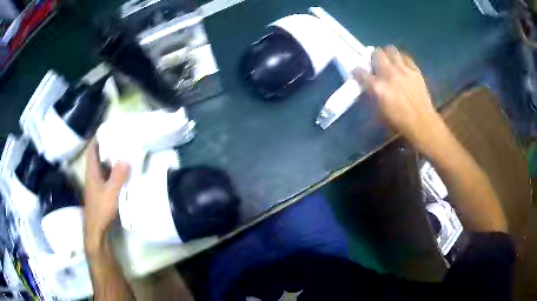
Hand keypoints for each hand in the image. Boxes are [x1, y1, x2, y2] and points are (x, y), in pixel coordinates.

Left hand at [84, 140, 129, 252]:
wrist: (97, 230)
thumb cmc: (101, 210)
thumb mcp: (111, 193)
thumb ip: (118, 176)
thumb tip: (126, 158)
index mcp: (92, 173)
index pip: (91, 151)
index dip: (96, 139)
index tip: (105, 130)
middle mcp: (92, 176)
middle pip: (97, 157)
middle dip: (105, 147)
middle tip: (118, 139)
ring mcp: (96, 185)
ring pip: (102, 167)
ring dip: (109, 159)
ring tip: (122, 152)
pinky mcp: (101, 193)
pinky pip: (106, 177)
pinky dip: (112, 172)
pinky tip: (121, 173)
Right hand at [353, 46, 443, 151]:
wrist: (422, 123)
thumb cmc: (399, 122)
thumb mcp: (379, 111)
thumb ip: (372, 94)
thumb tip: (369, 85)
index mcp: (377, 87)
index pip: (360, 71)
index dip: (357, 71)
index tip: (358, 73)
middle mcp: (389, 74)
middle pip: (377, 53)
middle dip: (374, 57)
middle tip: (377, 64)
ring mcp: (403, 70)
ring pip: (391, 50)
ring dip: (388, 54)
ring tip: (390, 61)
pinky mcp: (415, 70)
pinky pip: (405, 57)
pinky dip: (402, 60)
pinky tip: (402, 67)